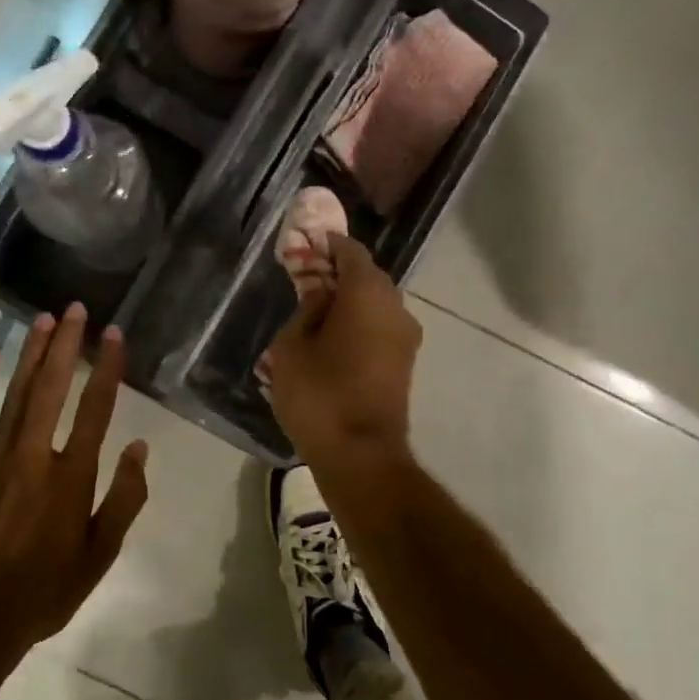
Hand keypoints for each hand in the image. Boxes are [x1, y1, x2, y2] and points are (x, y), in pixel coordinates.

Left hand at [0, 304, 148, 658]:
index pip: (95, 410)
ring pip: (15, 396)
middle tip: (75, 309)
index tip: (114, 335)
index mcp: (72, 478)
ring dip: (30, 356)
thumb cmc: (45, 591)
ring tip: (42, 320)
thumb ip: (123, 498)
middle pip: (53, 390)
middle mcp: (34, 457)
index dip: (107, 369)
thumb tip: (138, 447)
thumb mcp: (100, 555)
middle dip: (66, 346)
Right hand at [264, 234, 421, 469]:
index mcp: (368, 293)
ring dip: (349, 304)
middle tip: (306, 281)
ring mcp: (406, 338)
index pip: (351, 252)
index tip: (307, 245)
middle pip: (367, 278)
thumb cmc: (319, 395)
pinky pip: (380, 330)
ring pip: (376, 306)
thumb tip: (322, 294)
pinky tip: (333, 340)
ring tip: (316, 315)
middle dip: (338, 275)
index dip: (328, 245)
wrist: (360, 455)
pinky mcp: (405, 364)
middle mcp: (396, 308)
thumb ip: (306, 310)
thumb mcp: (292, 347)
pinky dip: (359, 326)